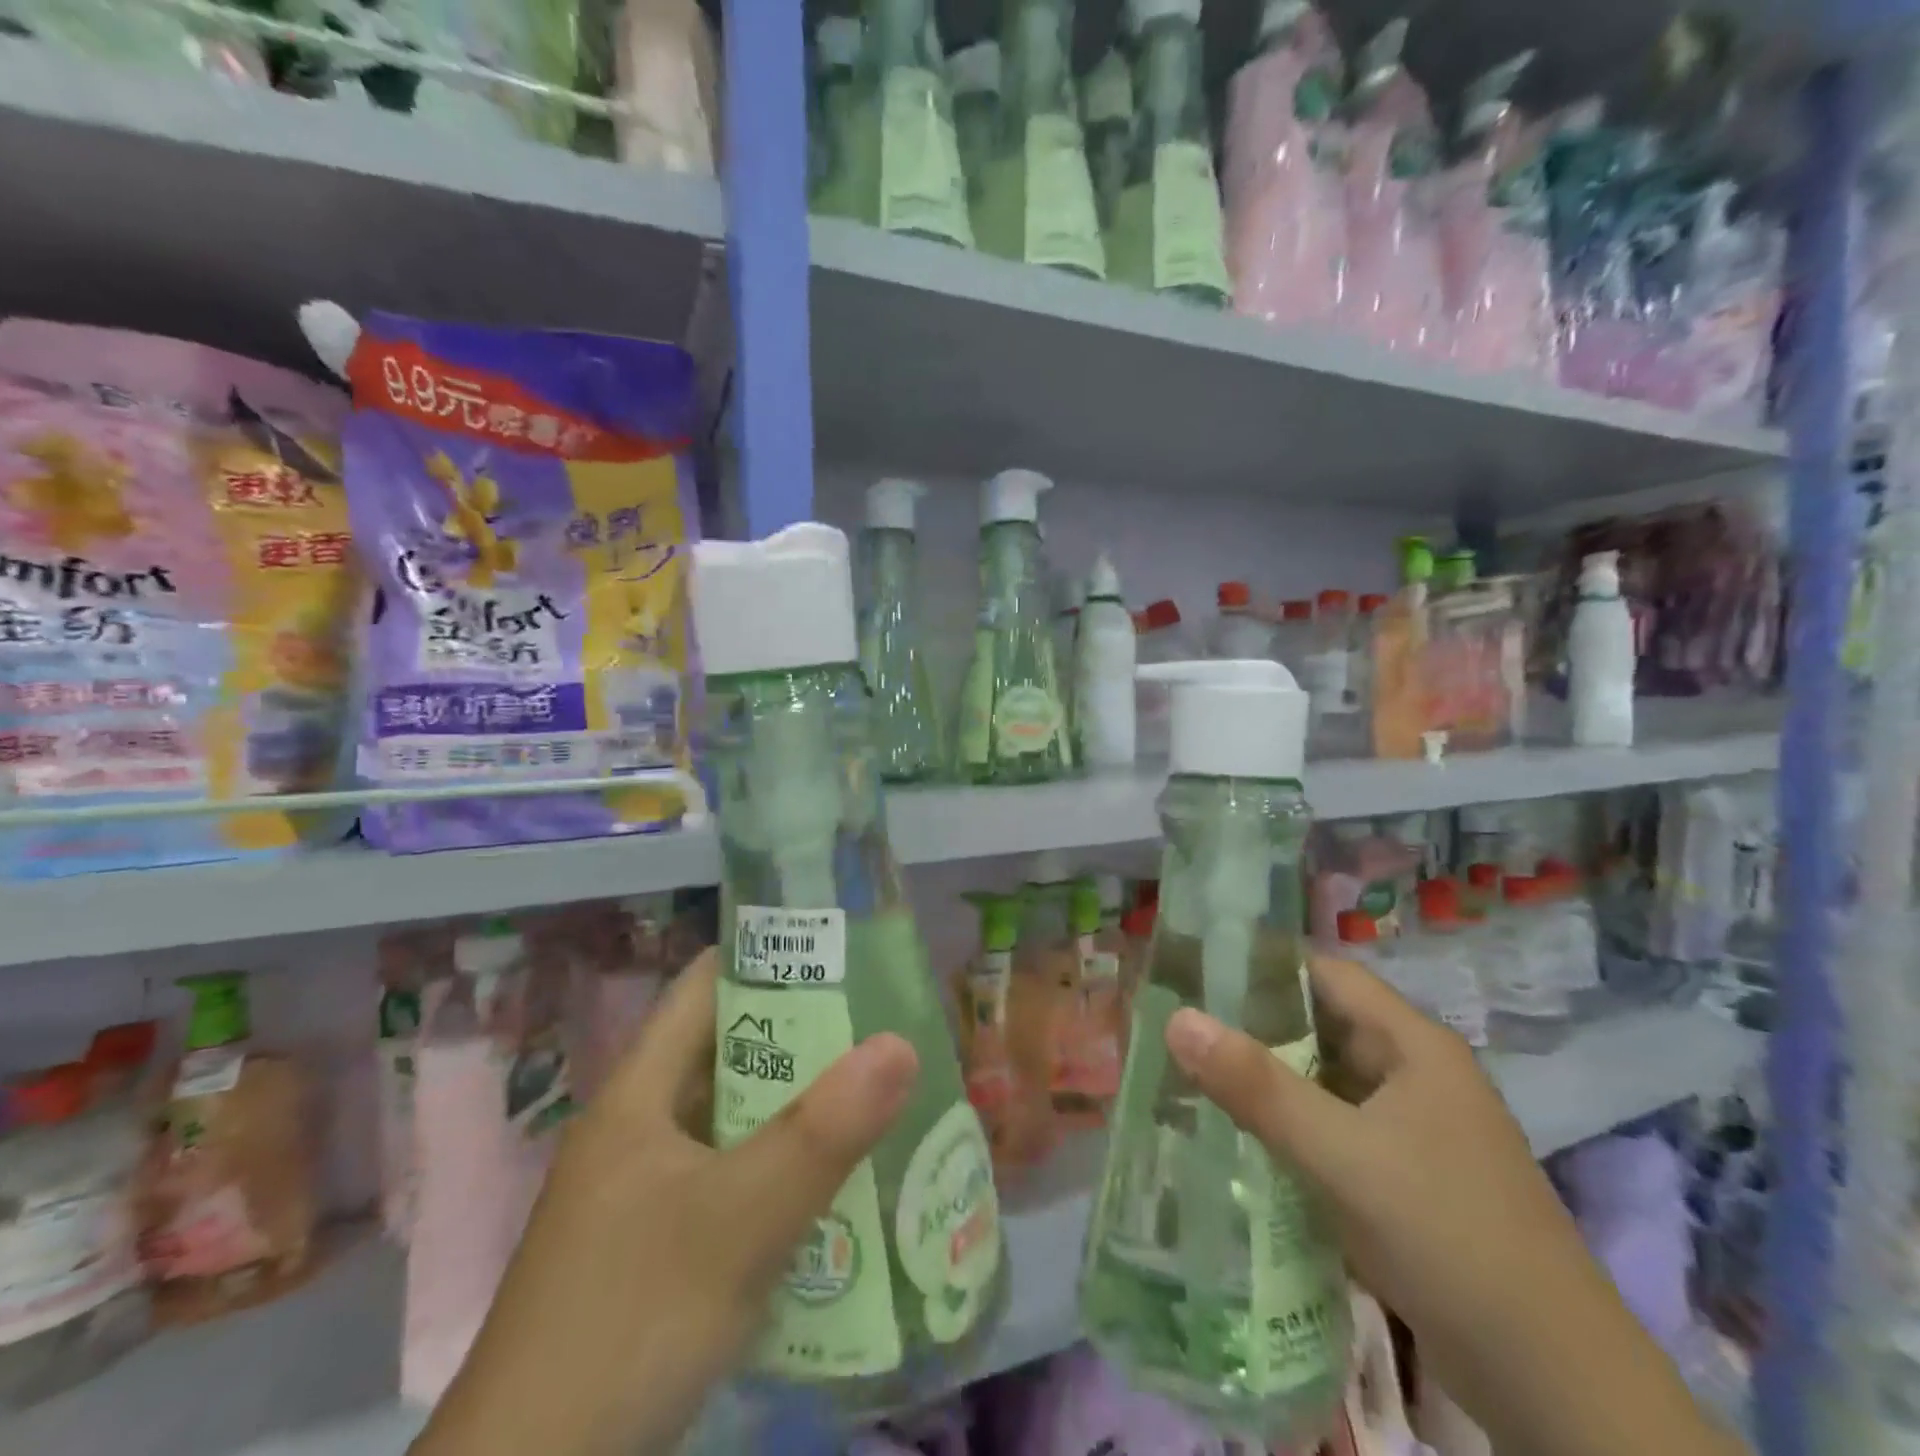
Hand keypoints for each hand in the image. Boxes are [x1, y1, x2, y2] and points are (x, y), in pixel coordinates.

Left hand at [412, 949, 919, 1455]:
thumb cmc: (628, 1324)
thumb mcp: (737, 1220)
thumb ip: (822, 1132)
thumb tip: (901, 1042)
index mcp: (640, 1091)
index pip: (707, 984)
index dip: (771, 955)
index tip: (845, 951)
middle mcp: (641, 1126)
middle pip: (730, 1049)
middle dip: (806, 1034)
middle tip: (885, 1024)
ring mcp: (647, 1191)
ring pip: (736, 1118)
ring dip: (800, 1105)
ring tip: (879, 1091)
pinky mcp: (660, 1248)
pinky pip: (735, 1178)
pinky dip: (784, 1168)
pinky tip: (839, 1183)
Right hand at [1164, 954, 1741, 1455]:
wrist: (1555, 1384)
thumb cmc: (1448, 1235)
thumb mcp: (1342, 1155)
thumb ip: (1256, 1086)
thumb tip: (1175, 1018)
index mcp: (1414, 1044)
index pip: (1326, 975)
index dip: (1262, 966)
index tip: (1194, 971)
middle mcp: (1415, 1074)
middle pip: (1321, 1027)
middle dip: (1252, 1027)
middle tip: (1180, 1028)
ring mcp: (1414, 1129)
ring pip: (1325, 1082)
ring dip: (1268, 1081)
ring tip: (1192, 1076)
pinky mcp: (1406, 1178)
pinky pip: (1334, 1130)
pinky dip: (1290, 1128)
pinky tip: (1240, 1138)